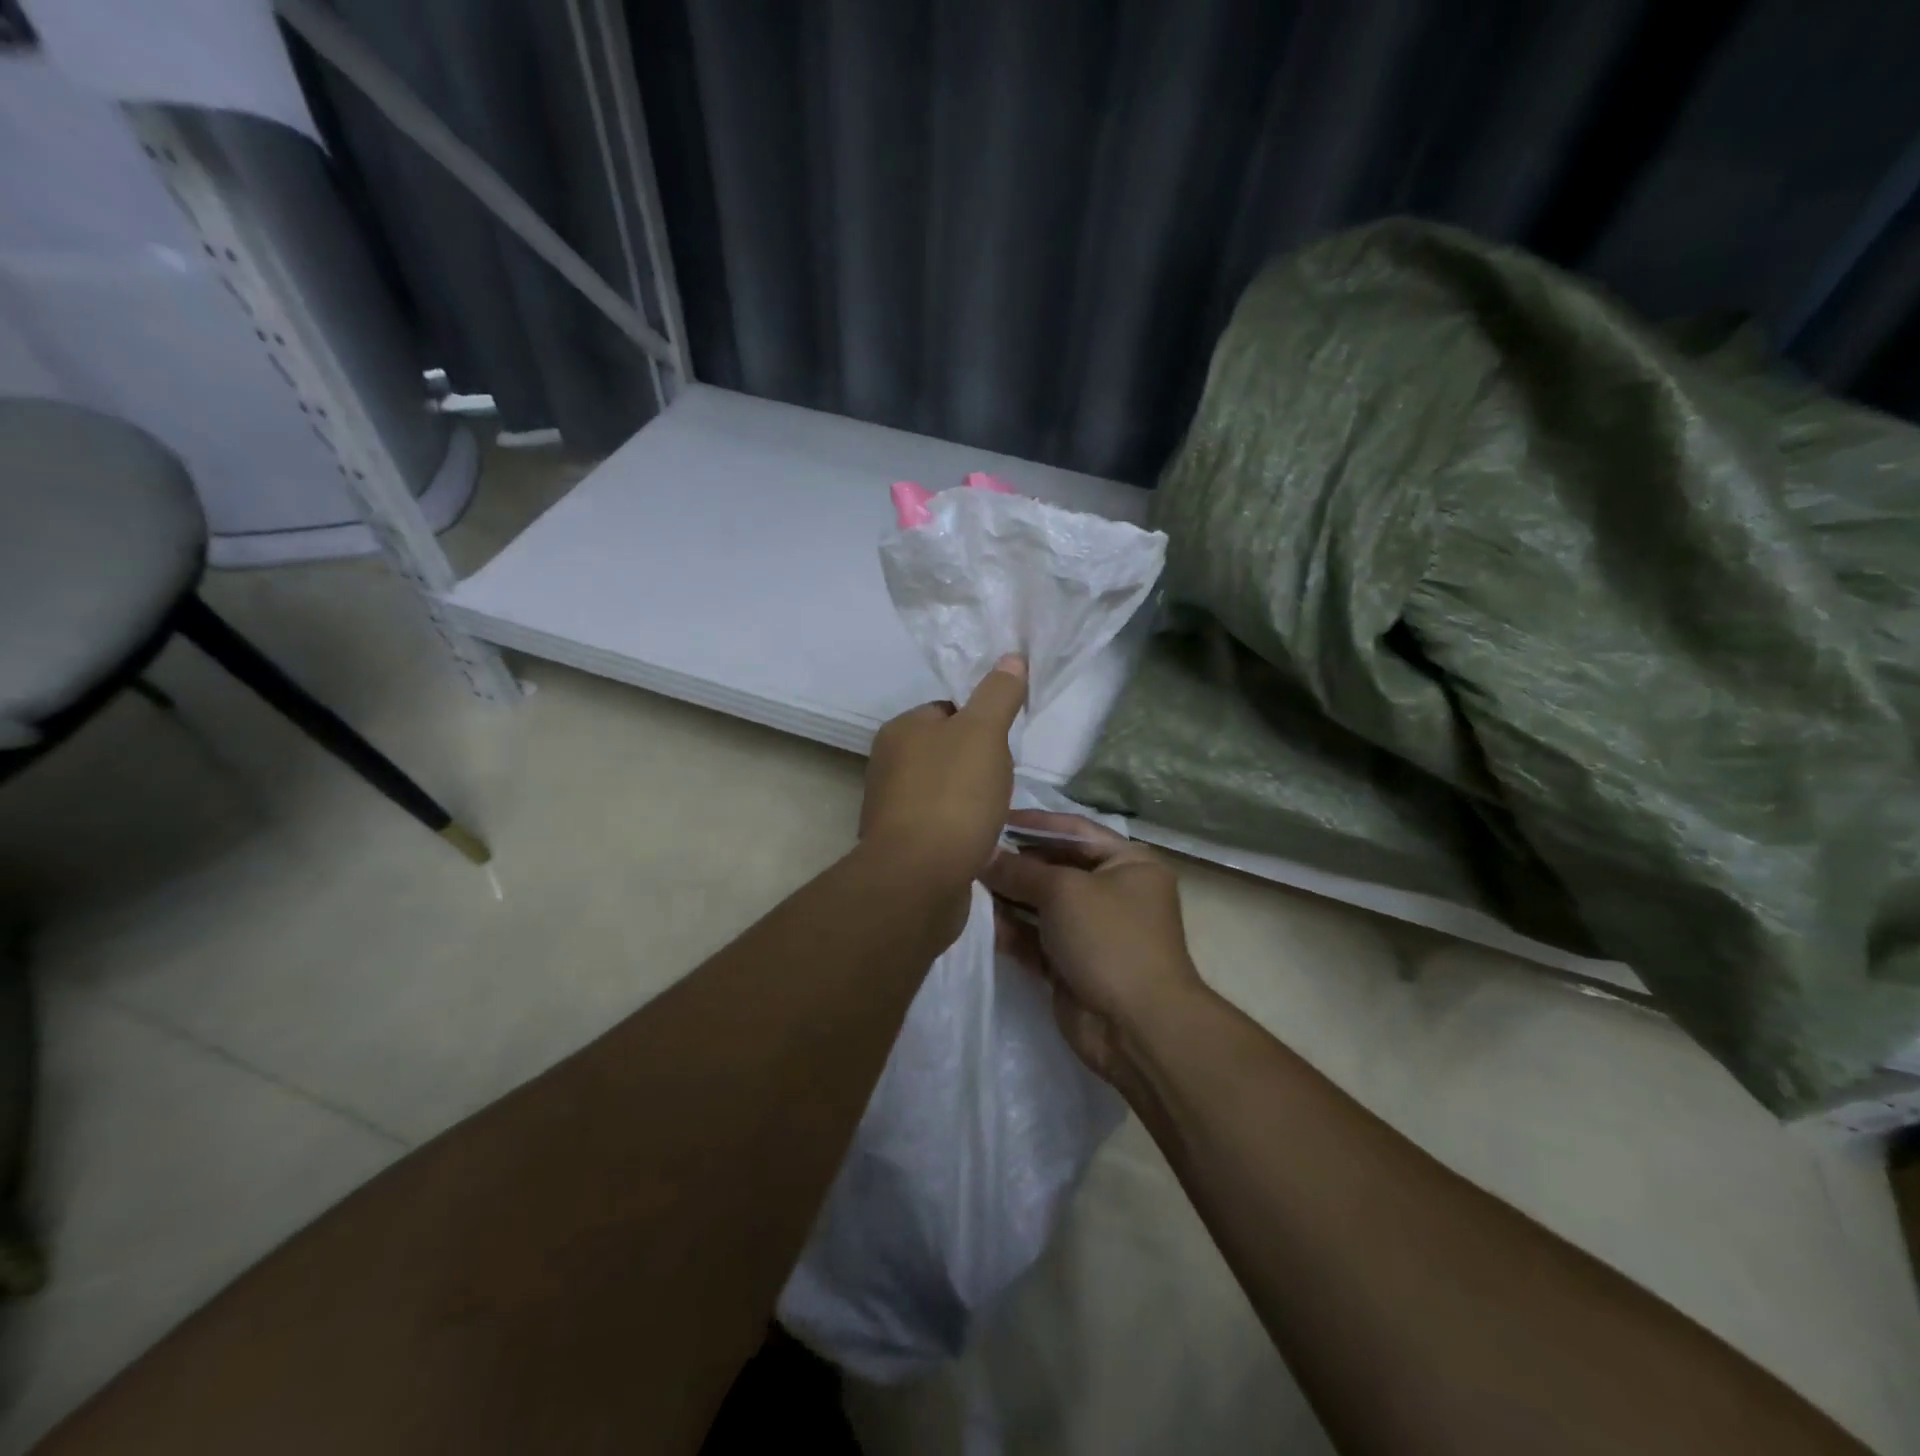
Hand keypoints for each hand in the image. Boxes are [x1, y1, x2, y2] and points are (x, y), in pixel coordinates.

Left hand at [860, 655, 1026, 891]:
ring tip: (992, 813)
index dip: (981, 722)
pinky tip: (977, 840)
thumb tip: (1011, 658)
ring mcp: (891, 807)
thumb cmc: (952, 796)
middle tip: (1002, 780)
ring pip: (945, 789)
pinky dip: (960, 828)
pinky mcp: (902, 845)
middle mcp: (888, 765)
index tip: (1003, 744)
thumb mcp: (983, 733)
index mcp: (900, 731)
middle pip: (947, 751)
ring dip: (971, 799)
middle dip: (978, 764)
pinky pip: (940, 824)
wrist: (919, 879)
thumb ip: (998, 695)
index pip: (947, 711)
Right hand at [983, 811, 1204, 1088]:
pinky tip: (980, 922)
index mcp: (1128, 862)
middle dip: (1016, 863)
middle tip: (971, 855)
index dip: (1035, 823)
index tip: (994, 819)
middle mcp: (1113, 891)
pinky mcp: (1072, 964)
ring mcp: (1093, 930)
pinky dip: (1012, 930)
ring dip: (1008, 897)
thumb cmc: (1109, 939)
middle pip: (1056, 867)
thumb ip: (1020, 870)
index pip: (1075, 829)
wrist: (1136, 1027)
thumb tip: (984, 853)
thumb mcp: (1064, 891)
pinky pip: (1036, 938)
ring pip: (1042, 904)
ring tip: (967, 886)